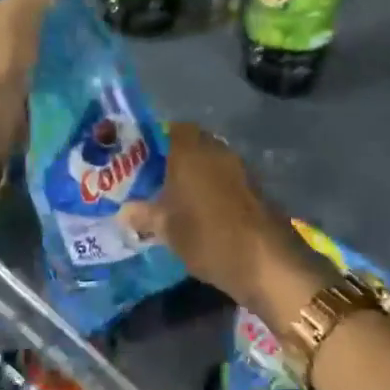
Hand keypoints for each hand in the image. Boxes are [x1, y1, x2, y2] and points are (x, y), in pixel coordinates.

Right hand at [123, 124, 329, 321]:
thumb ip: (144, 215)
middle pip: (193, 144)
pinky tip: (204, 213)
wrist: (266, 261)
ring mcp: (240, 168)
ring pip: (211, 162)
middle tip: (157, 182)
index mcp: (191, 151)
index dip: (158, 141)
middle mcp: (216, 151)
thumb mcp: (167, 230)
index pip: (173, 128)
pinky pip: (226, 179)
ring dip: (198, 176)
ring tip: (178, 201)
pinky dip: (215, 189)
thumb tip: (124, 211)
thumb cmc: (208, 237)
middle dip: (176, 160)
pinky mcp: (256, 188)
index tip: (143, 160)